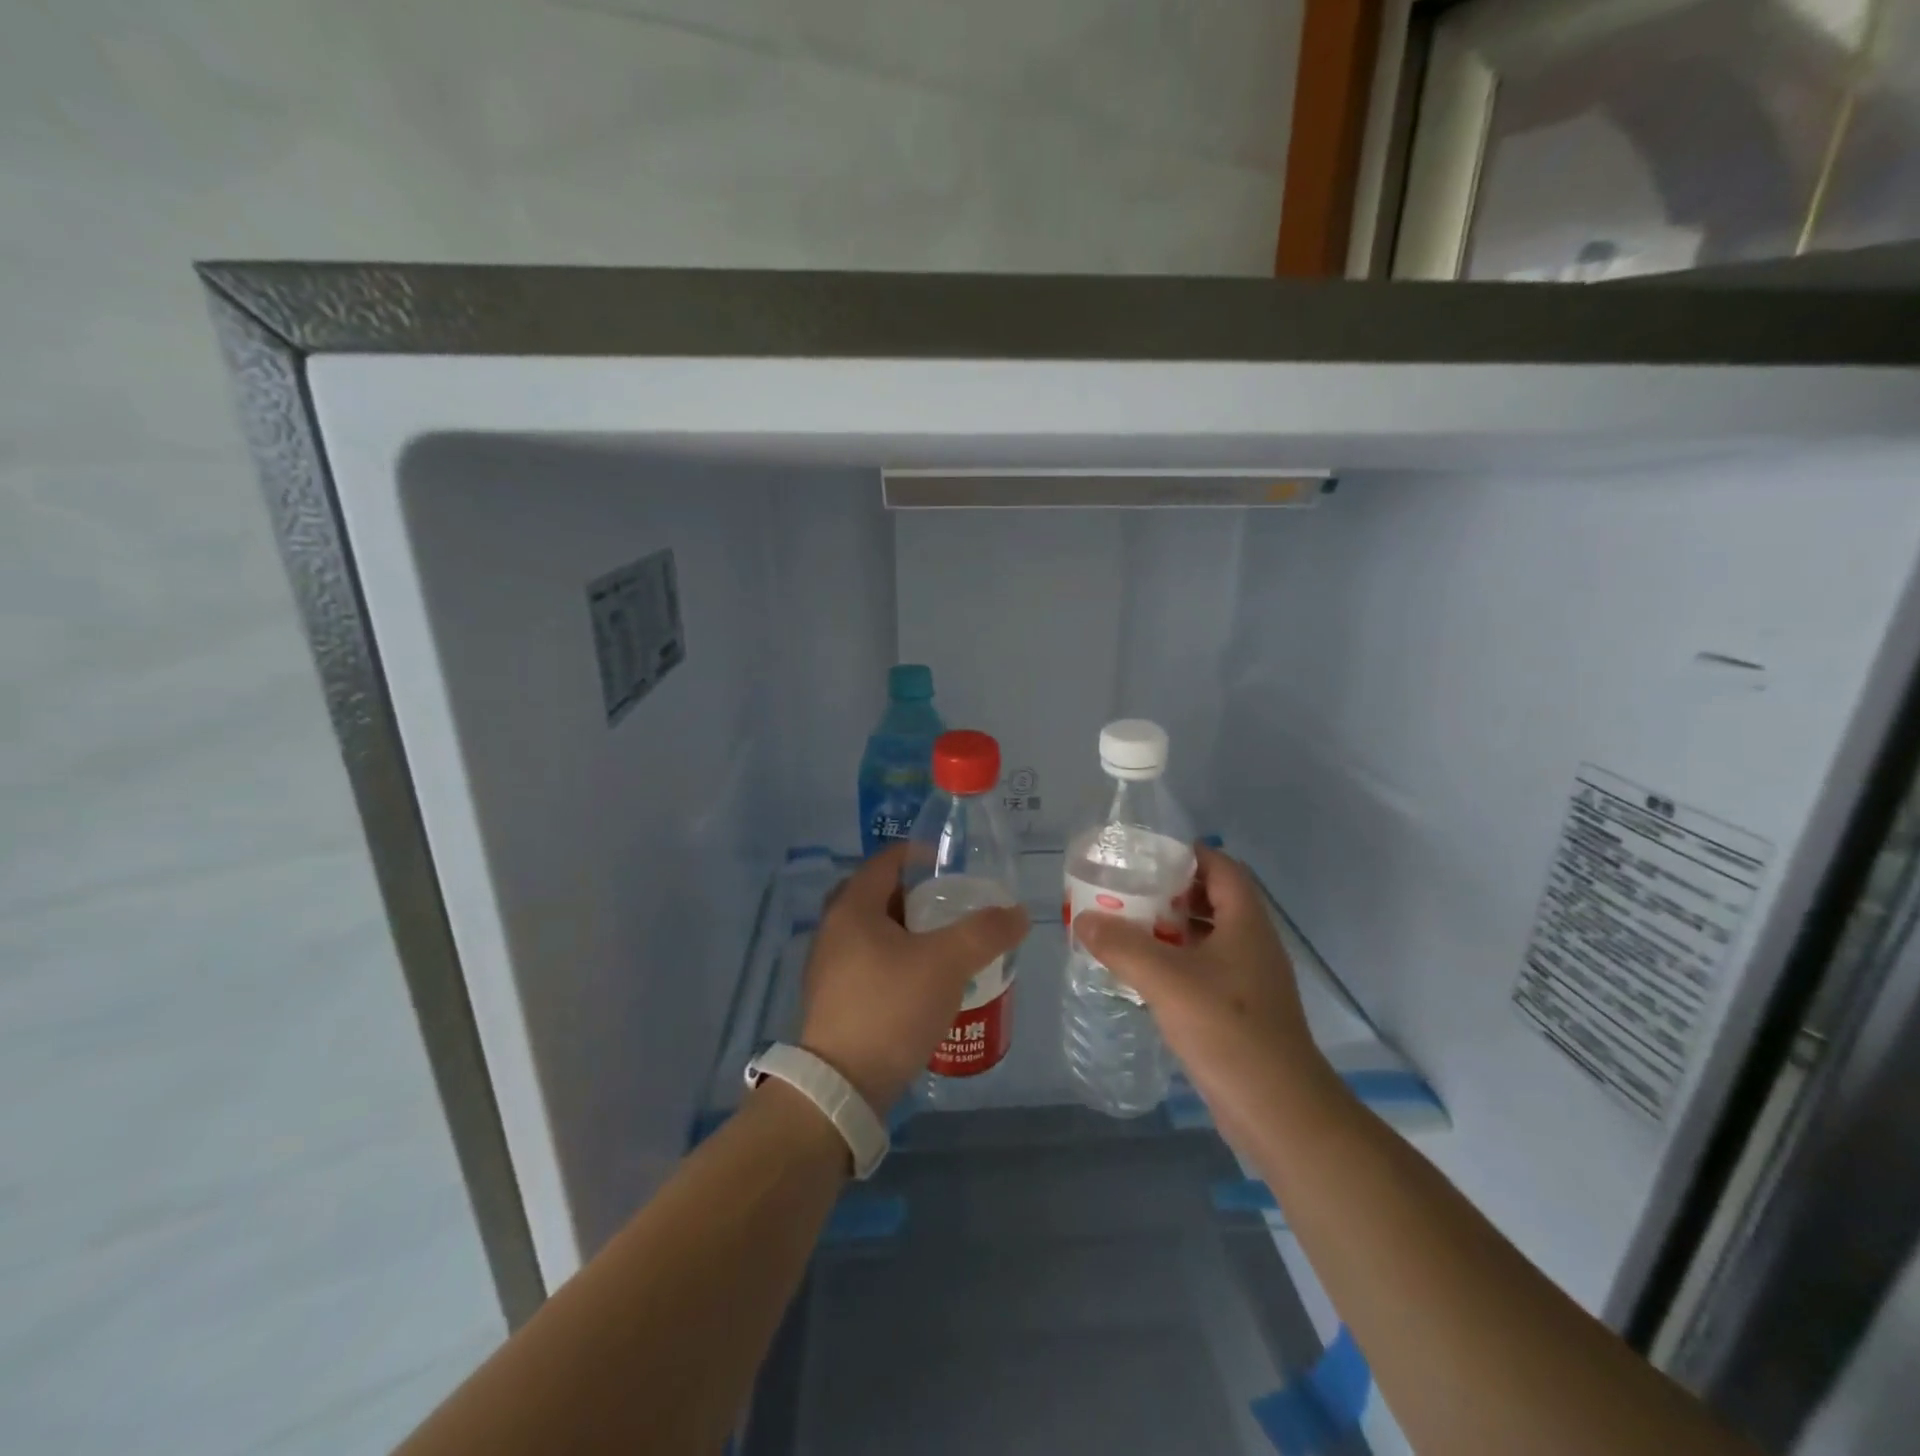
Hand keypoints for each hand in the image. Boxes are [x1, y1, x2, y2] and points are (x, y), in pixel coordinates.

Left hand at [798, 845, 1028, 1113]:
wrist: (842, 1086)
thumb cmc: (890, 1007)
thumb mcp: (947, 963)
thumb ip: (985, 932)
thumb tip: (1018, 913)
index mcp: (853, 907)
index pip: (887, 860)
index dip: (920, 854)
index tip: (952, 864)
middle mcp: (833, 928)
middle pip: (879, 895)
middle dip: (917, 895)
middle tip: (952, 904)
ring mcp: (829, 966)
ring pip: (874, 931)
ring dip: (908, 930)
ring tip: (946, 942)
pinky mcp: (835, 998)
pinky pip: (869, 961)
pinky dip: (897, 959)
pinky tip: (924, 981)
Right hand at [1074, 844, 1330, 1132]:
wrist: (1279, 1111)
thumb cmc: (1228, 1031)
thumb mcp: (1167, 981)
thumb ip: (1122, 946)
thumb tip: (1084, 919)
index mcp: (1246, 922)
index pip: (1220, 866)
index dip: (1186, 853)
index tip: (1144, 855)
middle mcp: (1251, 943)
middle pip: (1211, 899)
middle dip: (1169, 891)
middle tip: (1125, 890)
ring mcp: (1248, 978)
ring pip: (1206, 936)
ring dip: (1169, 928)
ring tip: (1125, 926)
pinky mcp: (1240, 1009)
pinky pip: (1204, 969)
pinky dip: (1175, 961)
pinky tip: (1143, 973)